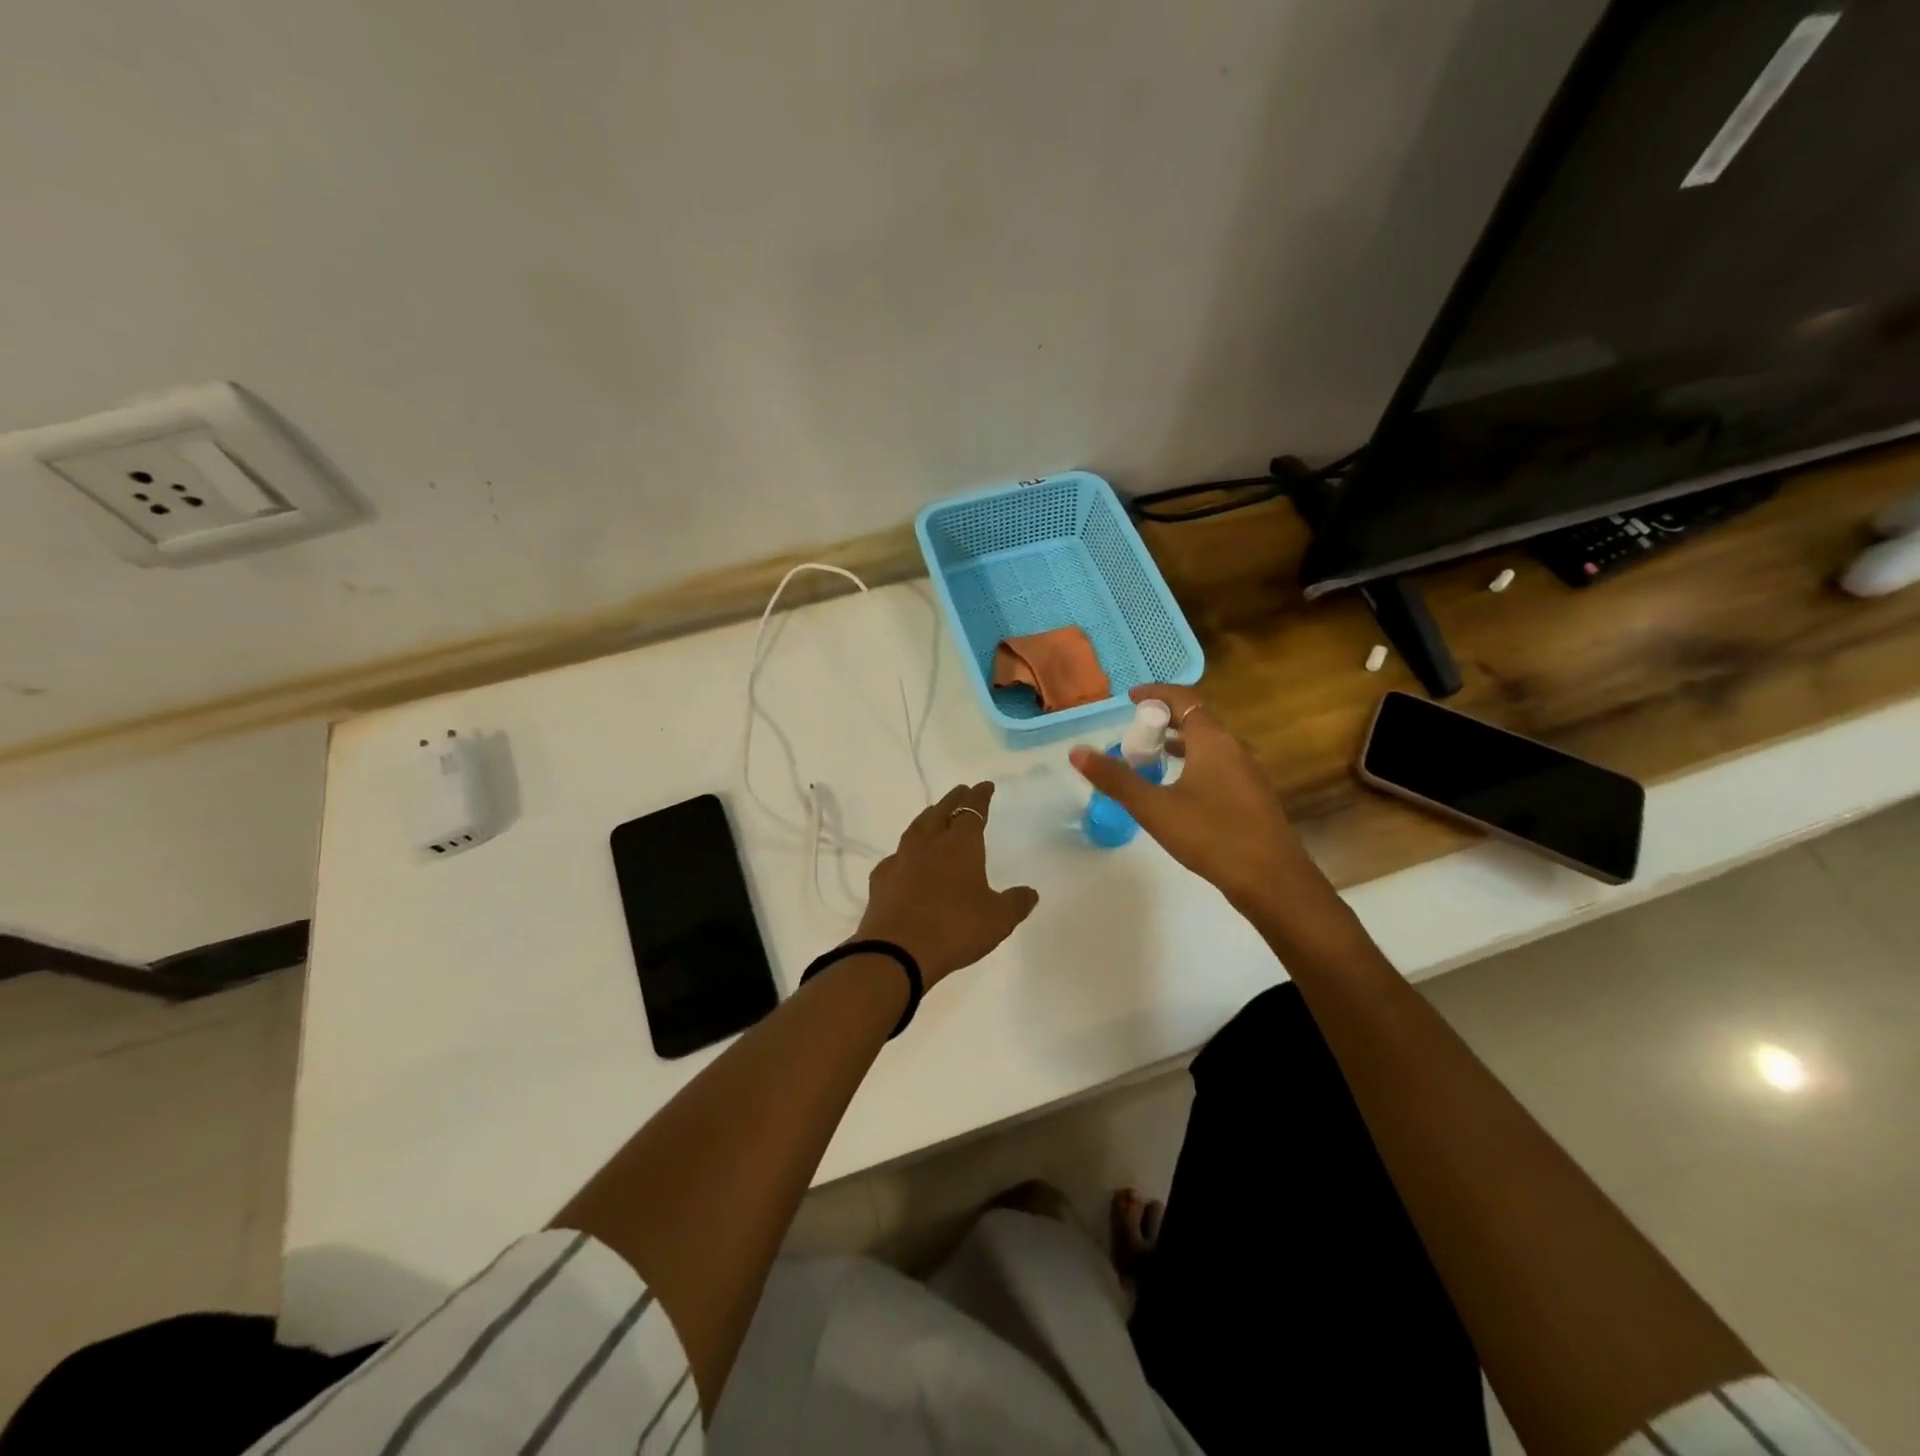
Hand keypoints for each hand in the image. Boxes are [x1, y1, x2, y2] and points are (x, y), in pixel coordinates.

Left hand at [855, 782, 1039, 986]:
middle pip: (941, 812)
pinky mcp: (881, 880)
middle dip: (954, 800)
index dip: (980, 797)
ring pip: (916, 829)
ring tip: (934, 815)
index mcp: (960, 845)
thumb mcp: (997, 920)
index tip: (985, 786)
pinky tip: (906, 859)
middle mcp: (929, 844)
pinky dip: (905, 852)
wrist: (897, 951)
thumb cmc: (955, 929)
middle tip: (961, 792)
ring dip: (928, 818)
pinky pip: (896, 857)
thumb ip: (1015, 903)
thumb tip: (1030, 892)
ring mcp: (901, 860)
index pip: (972, 811)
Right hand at [1070, 684, 1305, 910]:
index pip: (1184, 699)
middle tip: (1135, 728)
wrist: (1271, 879)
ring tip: (1152, 755)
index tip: (1130, 698)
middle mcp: (1235, 748)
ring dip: (1180, 742)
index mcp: (1213, 741)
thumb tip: (1077, 752)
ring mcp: (1248, 772)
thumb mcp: (1154, 807)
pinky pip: (1219, 764)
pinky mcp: (1253, 795)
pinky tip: (1180, 788)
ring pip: (1210, 744)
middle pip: (1198, 719)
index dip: (1156, 694)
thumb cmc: (1211, 835)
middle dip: (1165, 718)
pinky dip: (1195, 762)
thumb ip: (1116, 778)